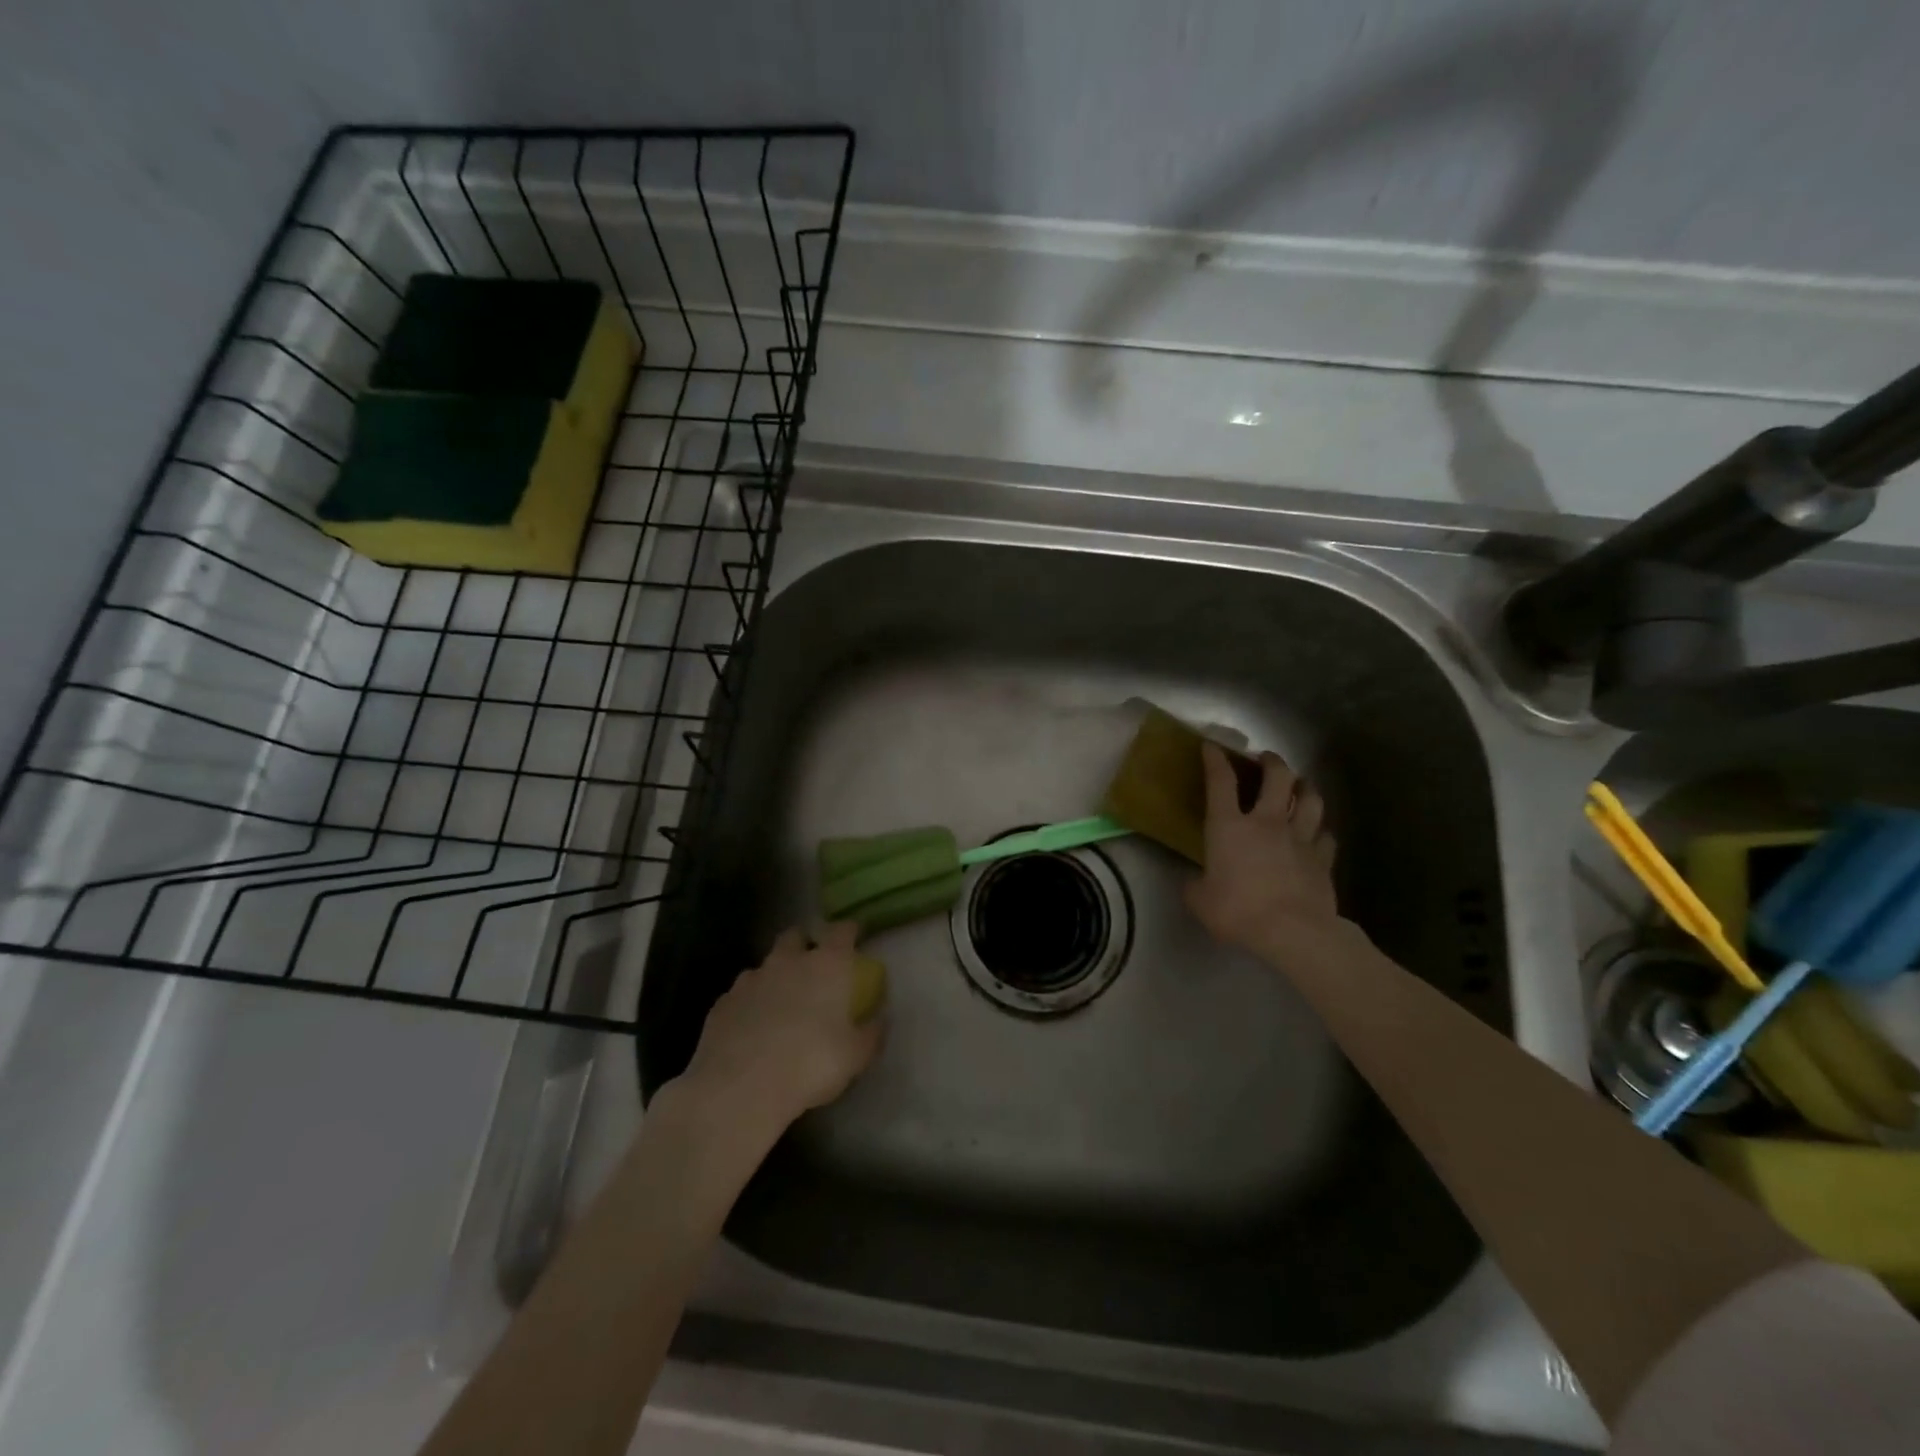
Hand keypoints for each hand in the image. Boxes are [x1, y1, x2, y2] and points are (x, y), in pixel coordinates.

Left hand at [677, 922, 883, 1137]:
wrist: (739, 1088)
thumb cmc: (810, 1064)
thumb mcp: (856, 1056)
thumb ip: (871, 1032)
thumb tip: (880, 1019)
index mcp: (827, 965)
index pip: (842, 931)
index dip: (849, 931)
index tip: (854, 936)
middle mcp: (788, 961)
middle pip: (796, 936)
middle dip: (805, 944)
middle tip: (813, 966)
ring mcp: (750, 979)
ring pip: (766, 965)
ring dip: (775, 976)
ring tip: (780, 1004)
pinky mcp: (722, 1002)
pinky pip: (741, 994)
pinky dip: (750, 1003)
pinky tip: (752, 1029)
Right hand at [1185, 741, 1338, 955]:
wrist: (1293, 931)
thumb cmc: (1239, 910)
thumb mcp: (1200, 901)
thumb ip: (1195, 886)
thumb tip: (1194, 882)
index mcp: (1229, 827)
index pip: (1221, 781)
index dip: (1215, 759)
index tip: (1212, 746)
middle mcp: (1266, 822)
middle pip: (1276, 777)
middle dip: (1271, 762)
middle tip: (1266, 759)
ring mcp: (1299, 838)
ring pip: (1310, 799)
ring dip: (1305, 788)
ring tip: (1300, 785)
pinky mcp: (1323, 859)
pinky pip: (1326, 836)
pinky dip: (1321, 831)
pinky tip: (1318, 834)